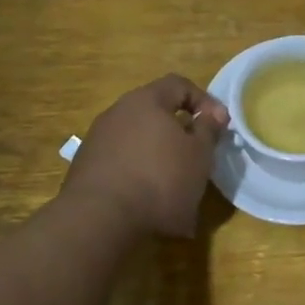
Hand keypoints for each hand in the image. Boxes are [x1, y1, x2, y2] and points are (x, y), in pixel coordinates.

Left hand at [63, 75, 228, 237]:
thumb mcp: (199, 155)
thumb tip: (214, 113)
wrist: (100, 219)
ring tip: (174, 183)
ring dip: (158, 154)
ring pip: (137, 138)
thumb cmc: (160, 180)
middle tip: (197, 154)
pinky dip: (138, 173)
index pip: (178, 84)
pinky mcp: (85, 168)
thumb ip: (209, 129)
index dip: (204, 101)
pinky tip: (148, 199)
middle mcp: (117, 112)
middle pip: (155, 112)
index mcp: (146, 101)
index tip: (219, 126)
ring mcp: (97, 140)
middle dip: (179, 131)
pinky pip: (120, 161)